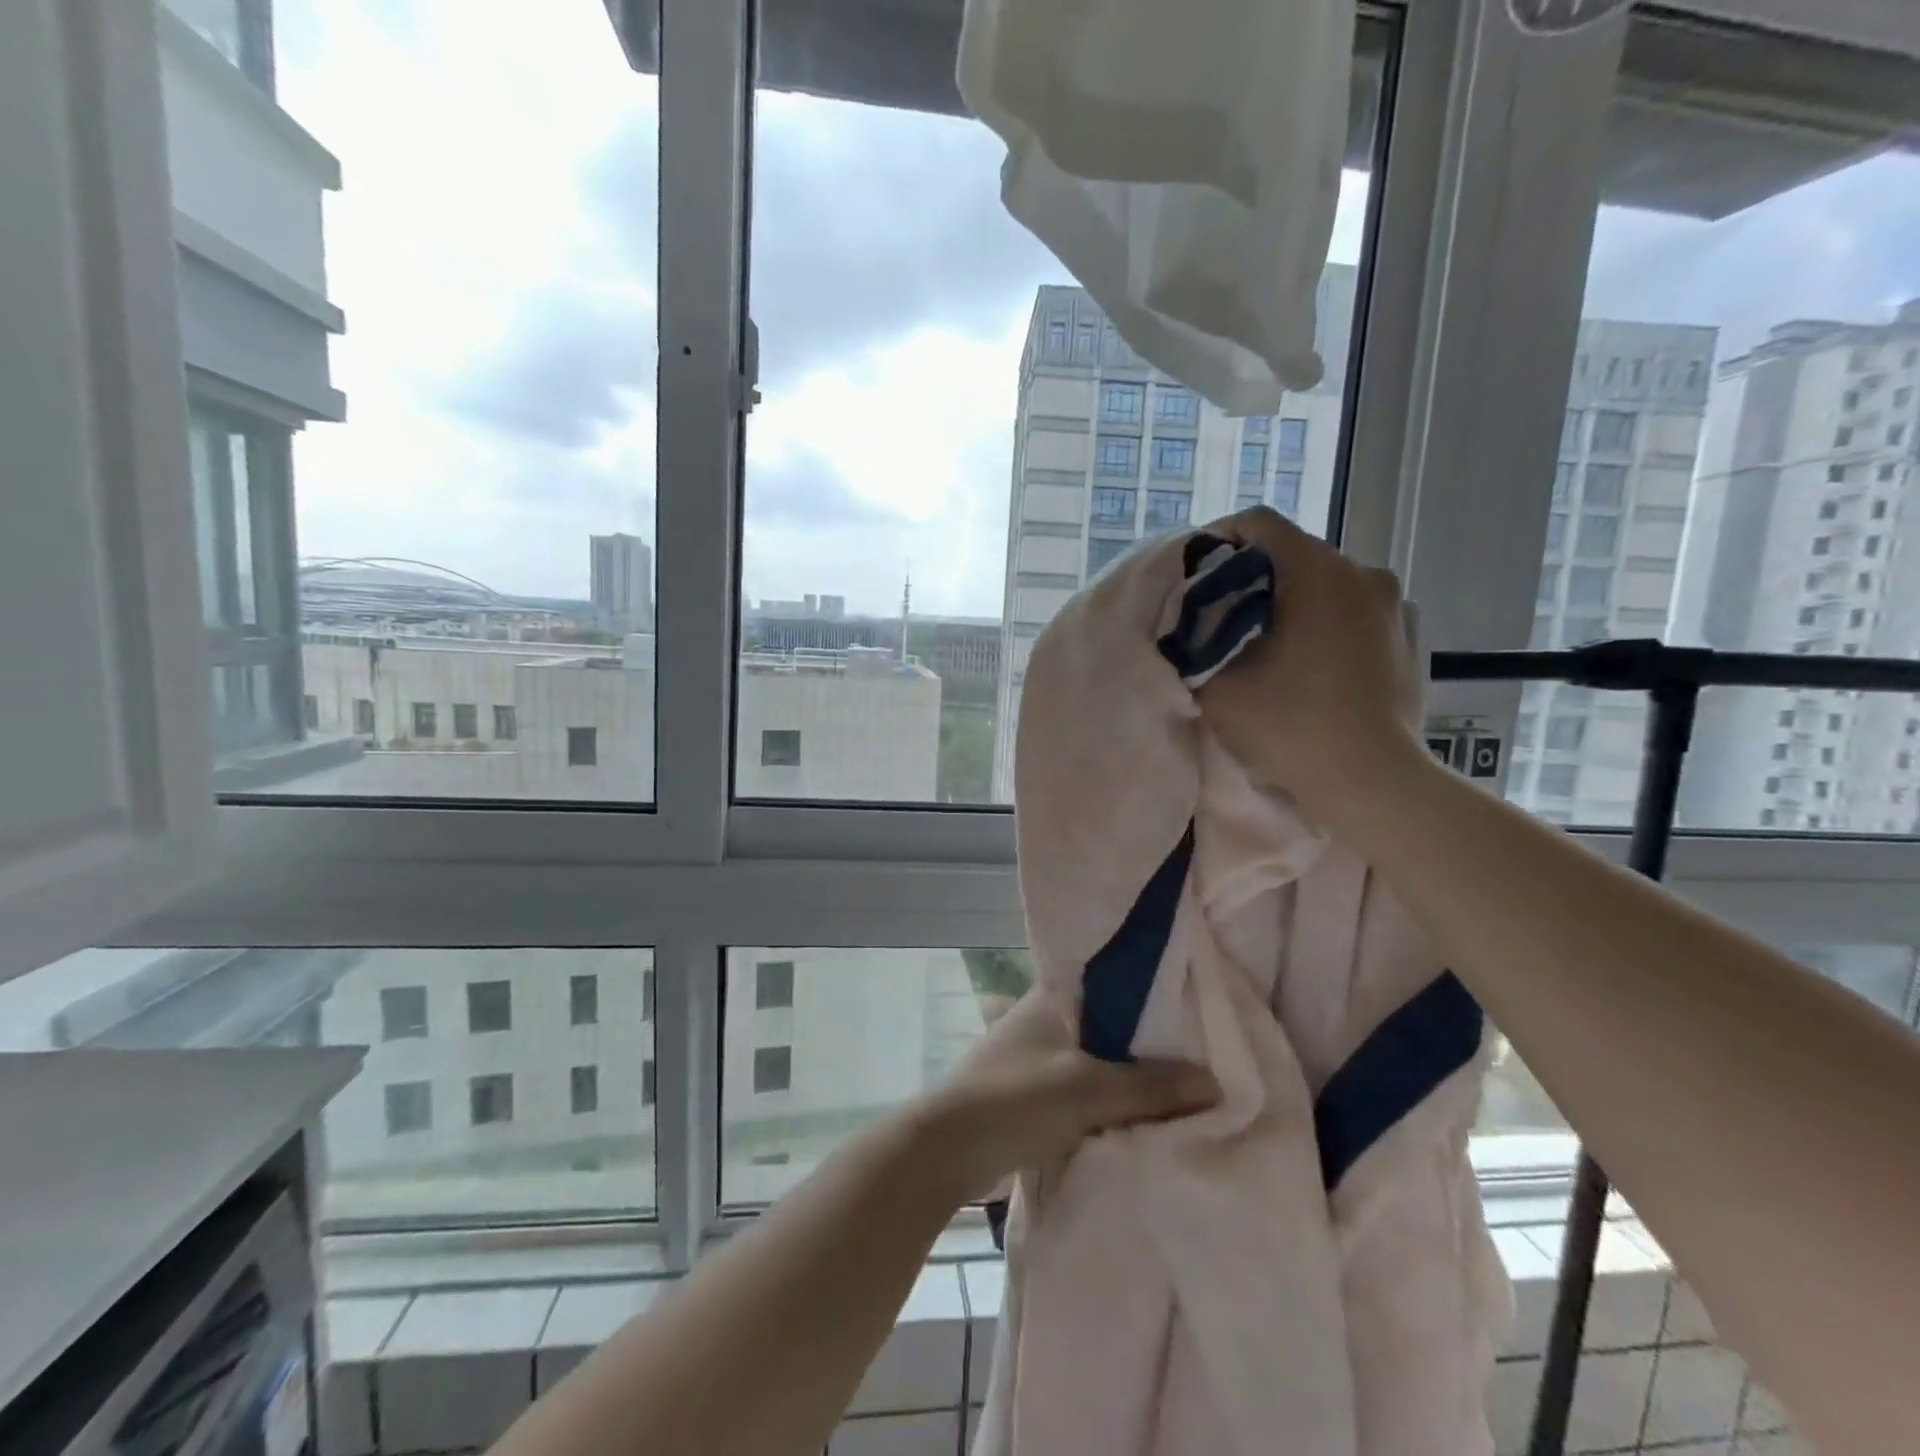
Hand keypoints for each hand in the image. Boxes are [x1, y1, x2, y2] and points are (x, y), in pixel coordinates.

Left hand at [912, 993, 1217, 1202]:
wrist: (947, 1149)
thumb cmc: (1016, 1099)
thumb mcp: (1088, 1090)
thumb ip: (1150, 1086)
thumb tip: (1215, 1084)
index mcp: (1054, 995)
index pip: (1114, 978)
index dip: (1155, 989)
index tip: (1199, 1002)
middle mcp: (1047, 1016)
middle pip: (1113, 1023)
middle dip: (1152, 1041)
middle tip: (1208, 1052)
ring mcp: (1039, 1055)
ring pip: (1101, 1058)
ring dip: (1133, 1075)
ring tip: (1188, 1085)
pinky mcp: (1036, 1092)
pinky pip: (1087, 1088)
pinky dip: (1113, 1099)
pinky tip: (1147, 1114)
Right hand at [1195, 506, 1426, 821]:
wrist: (1371, 782)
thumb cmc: (1291, 728)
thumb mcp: (1216, 687)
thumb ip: (1192, 644)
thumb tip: (1184, 623)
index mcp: (1318, 573)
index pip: (1258, 524)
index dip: (1217, 540)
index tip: (1194, 576)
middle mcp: (1363, 572)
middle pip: (1292, 552)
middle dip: (1251, 576)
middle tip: (1220, 615)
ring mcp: (1395, 603)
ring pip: (1325, 581)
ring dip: (1290, 599)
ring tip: (1265, 640)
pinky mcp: (1409, 634)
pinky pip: (1355, 609)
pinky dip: (1327, 620)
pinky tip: (1311, 660)